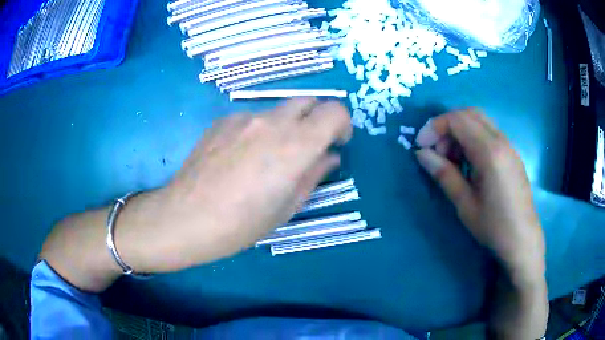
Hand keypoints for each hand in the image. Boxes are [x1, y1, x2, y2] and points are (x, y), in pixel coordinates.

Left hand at [117, 98, 351, 272]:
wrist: (185, 218)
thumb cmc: (241, 224)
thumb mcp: (286, 207)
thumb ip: (313, 175)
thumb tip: (329, 157)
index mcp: (295, 145)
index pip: (335, 111)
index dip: (342, 124)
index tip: (336, 143)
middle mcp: (271, 121)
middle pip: (308, 100)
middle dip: (316, 119)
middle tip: (309, 146)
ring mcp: (242, 117)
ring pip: (278, 109)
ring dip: (287, 125)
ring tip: (269, 156)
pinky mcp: (221, 120)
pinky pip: (251, 117)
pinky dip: (259, 130)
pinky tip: (241, 157)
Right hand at [414, 109, 545, 285]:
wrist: (522, 239)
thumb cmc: (493, 226)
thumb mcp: (465, 204)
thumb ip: (444, 174)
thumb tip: (422, 154)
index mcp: (489, 152)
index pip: (457, 120)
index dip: (435, 127)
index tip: (421, 146)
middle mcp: (501, 141)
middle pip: (469, 114)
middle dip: (447, 126)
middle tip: (437, 151)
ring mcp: (509, 146)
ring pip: (480, 121)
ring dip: (460, 132)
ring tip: (452, 160)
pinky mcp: (512, 154)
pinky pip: (489, 133)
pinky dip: (473, 138)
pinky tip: (469, 163)